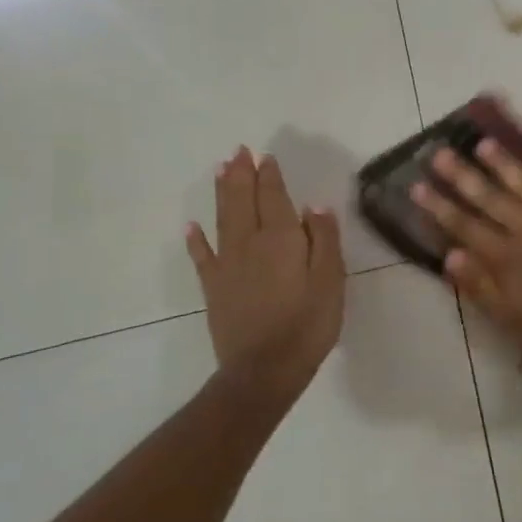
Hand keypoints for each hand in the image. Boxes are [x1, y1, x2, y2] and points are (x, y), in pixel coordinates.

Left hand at [187, 147, 344, 397]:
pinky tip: (191, 226)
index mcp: (281, 239)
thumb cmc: (307, 324)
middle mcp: (249, 243)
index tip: (265, 156)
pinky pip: (202, 256)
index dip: (269, 176)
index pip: (273, 197)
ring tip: (220, 170)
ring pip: (222, 219)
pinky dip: (195, 239)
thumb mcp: (331, 281)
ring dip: (221, 192)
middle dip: (241, 174)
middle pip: (243, 200)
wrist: (264, 370)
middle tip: (238, 152)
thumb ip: (324, 240)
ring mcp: (227, 265)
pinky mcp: (214, 287)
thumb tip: (314, 206)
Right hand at [412, 141, 521, 369]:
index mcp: (505, 256)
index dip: (439, 206)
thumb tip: (449, 254)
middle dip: (462, 176)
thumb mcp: (509, 319)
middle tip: (441, 152)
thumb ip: (479, 286)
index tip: (417, 184)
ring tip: (484, 143)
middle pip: (489, 198)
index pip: (464, 226)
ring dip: (504, 164)